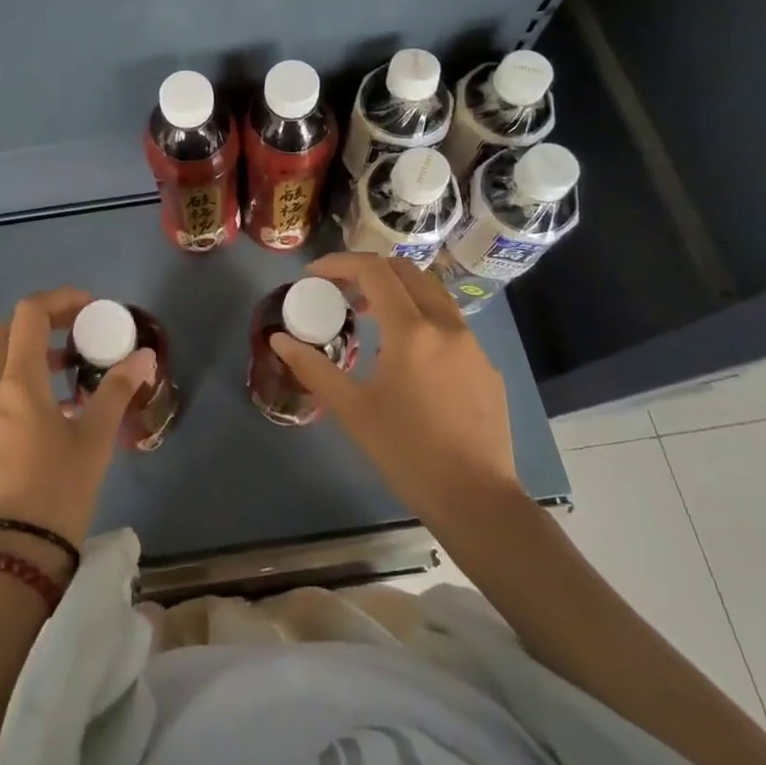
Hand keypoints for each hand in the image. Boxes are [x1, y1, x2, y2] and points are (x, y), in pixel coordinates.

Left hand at [0, 288, 154, 573]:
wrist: (13, 557)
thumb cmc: (57, 490)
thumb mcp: (95, 438)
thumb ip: (118, 390)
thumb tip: (145, 356)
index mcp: (16, 383)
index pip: (29, 314)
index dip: (60, 300)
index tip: (90, 308)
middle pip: (7, 332)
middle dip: (43, 322)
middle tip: (78, 331)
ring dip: (31, 352)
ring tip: (71, 370)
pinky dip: (21, 381)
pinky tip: (52, 409)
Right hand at [270, 254, 523, 526]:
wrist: (477, 501)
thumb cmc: (407, 453)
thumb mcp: (352, 410)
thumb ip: (314, 368)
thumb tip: (279, 340)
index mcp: (411, 331)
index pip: (374, 270)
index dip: (340, 263)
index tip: (314, 275)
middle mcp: (446, 325)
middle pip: (407, 271)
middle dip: (369, 271)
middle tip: (341, 292)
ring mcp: (473, 344)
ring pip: (433, 294)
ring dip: (398, 292)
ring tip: (372, 318)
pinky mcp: (487, 367)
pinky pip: (450, 325)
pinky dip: (422, 320)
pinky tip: (409, 359)